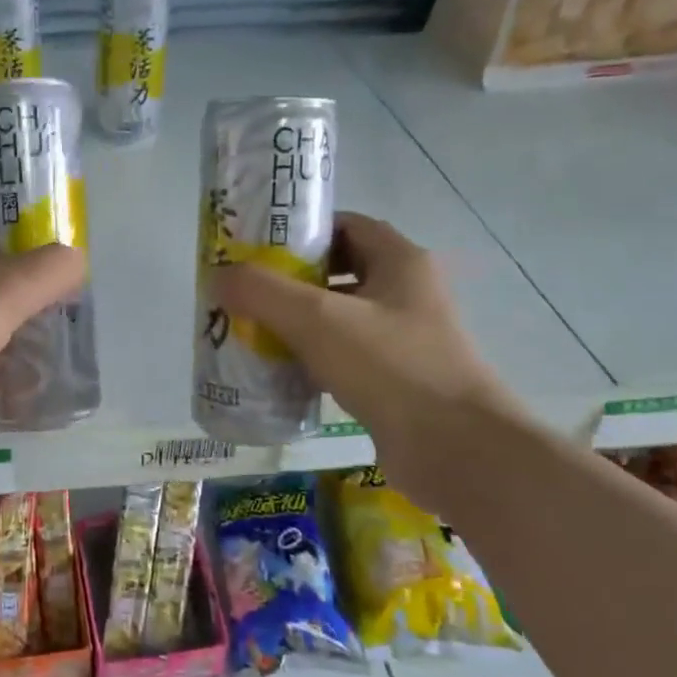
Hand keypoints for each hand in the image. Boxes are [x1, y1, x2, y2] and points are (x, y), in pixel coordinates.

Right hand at [211, 213, 520, 492]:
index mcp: (400, 262)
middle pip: (338, 271)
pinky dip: (310, 359)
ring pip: (338, 317)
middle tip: (245, 291)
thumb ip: (263, 291)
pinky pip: (343, 357)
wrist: (456, 450)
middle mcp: (406, 294)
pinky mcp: (395, 381)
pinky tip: (276, 371)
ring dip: (296, 322)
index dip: (303, 231)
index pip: (346, 226)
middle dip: (290, 280)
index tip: (257, 247)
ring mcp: (403, 340)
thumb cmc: (391, 367)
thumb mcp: (317, 318)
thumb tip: (219, 276)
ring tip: (250, 330)